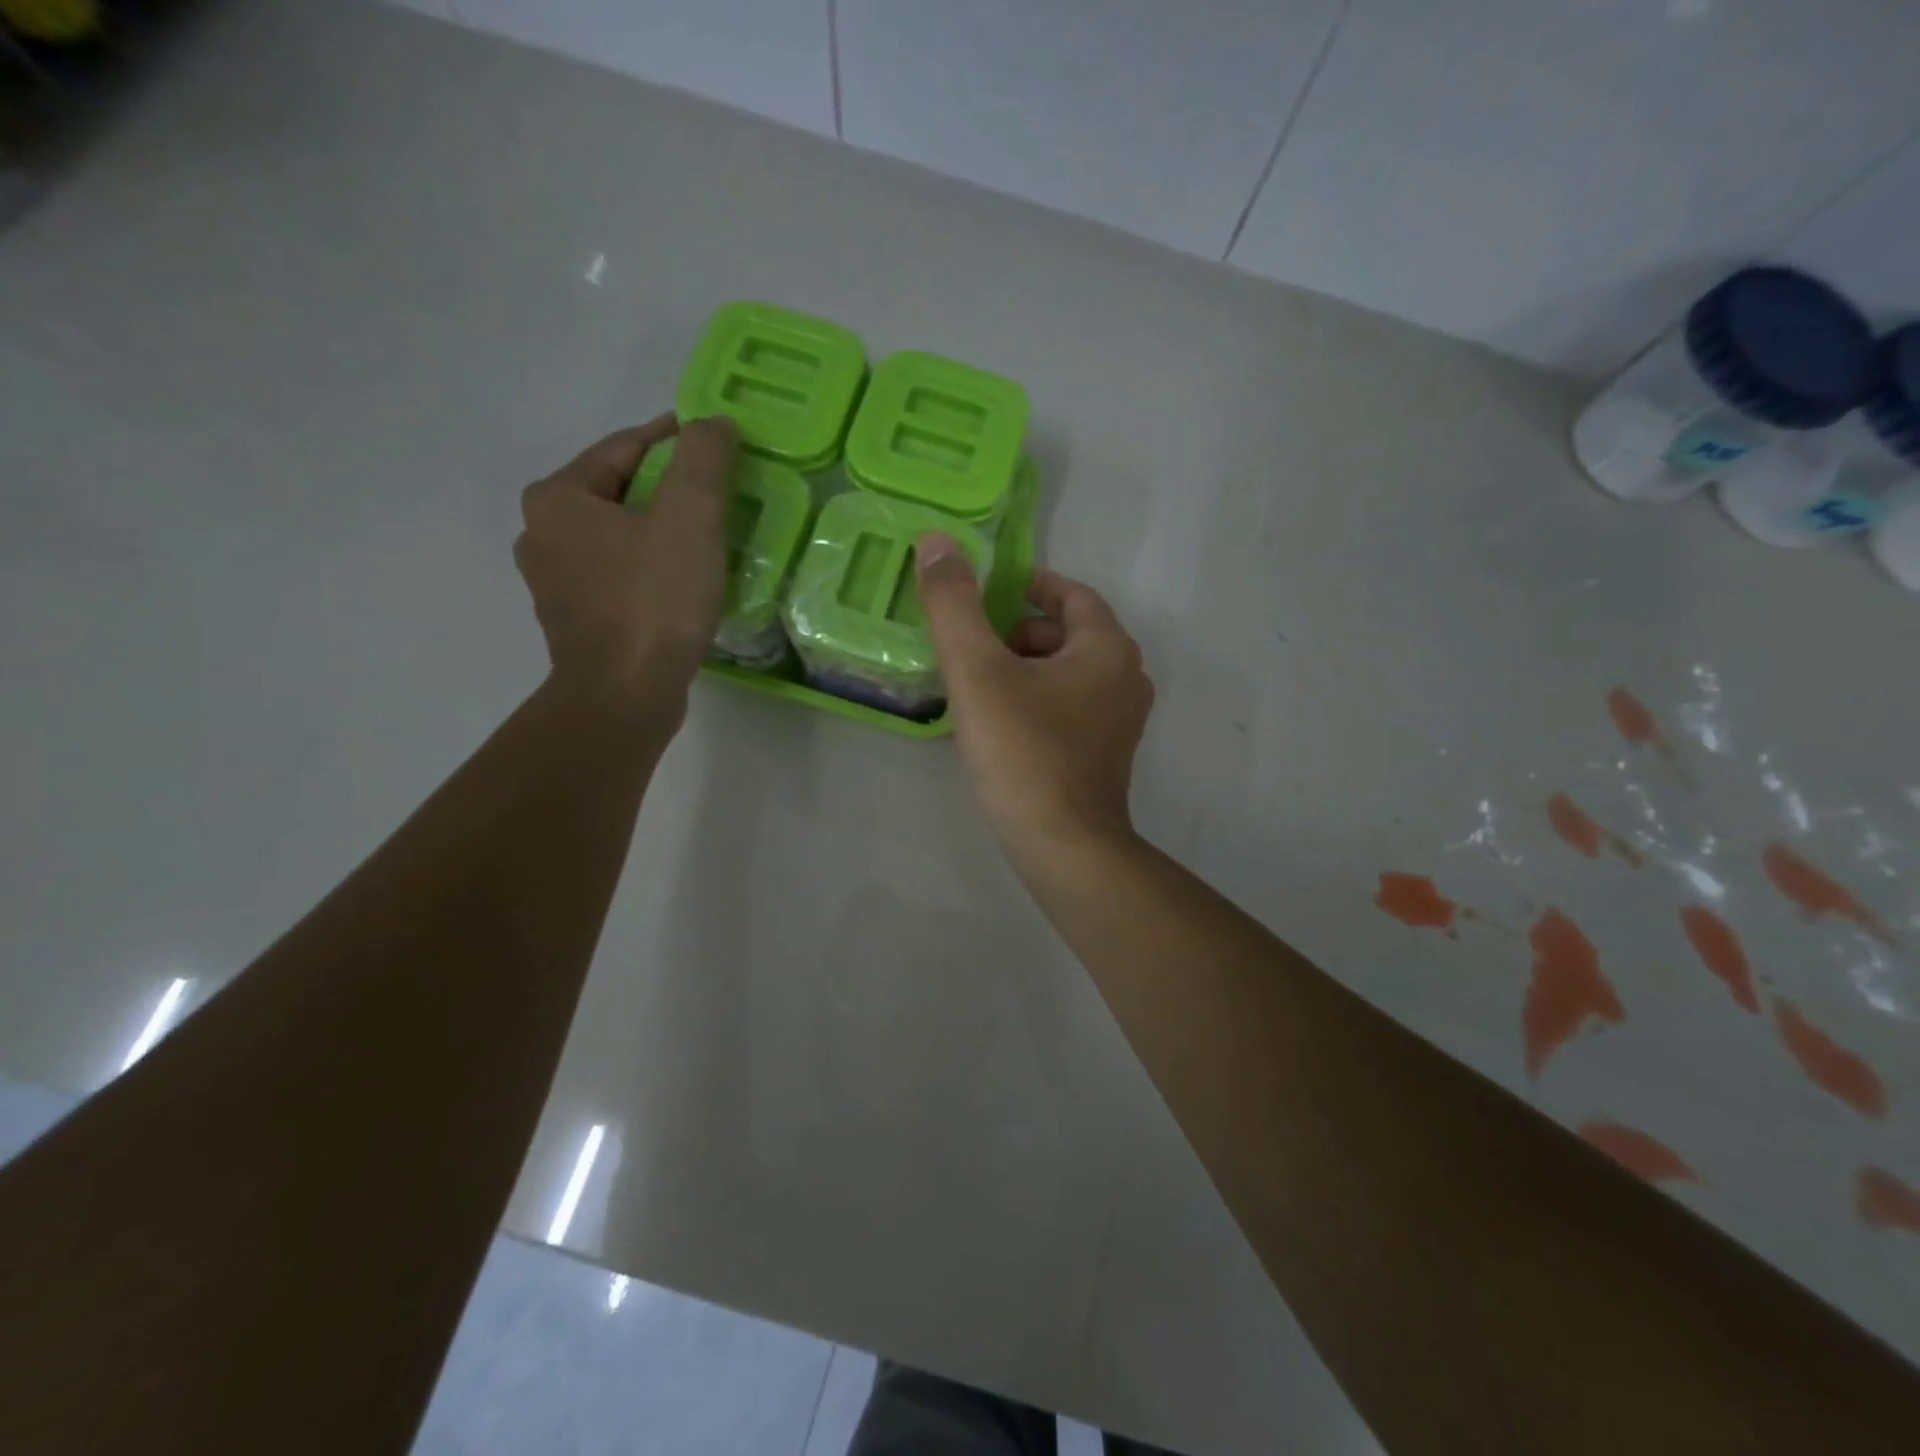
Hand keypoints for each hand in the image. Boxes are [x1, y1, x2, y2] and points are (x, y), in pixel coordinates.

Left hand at [514, 413, 738, 716]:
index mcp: (558, 498)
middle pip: (619, 492)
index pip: (624, 447)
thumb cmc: (654, 600)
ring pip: (618, 537)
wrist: (624, 696)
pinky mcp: (575, 621)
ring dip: (660, 531)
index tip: (714, 439)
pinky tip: (682, 583)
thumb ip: (703, 458)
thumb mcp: (690, 517)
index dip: (673, 438)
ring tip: (707, 540)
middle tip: (718, 494)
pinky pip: (618, 576)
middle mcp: (542, 533)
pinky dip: (650, 568)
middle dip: (669, 489)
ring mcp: (554, 582)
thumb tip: (712, 424)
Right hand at [916, 534, 1153, 856]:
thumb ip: (954, 603)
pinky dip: (1036, 702)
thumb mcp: (978, 670)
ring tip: (977, 689)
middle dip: (1018, 632)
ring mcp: (1120, 721)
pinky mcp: (1106, 755)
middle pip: (1069, 633)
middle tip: (972, 650)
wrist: (1063, 846)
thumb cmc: (1023, 751)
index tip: (987, 594)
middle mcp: (1126, 677)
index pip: (1071, 594)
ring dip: (1024, 669)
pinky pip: (1069, 708)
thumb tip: (936, 541)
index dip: (1029, 586)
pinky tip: (999, 727)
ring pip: (1067, 673)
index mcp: (1107, 647)